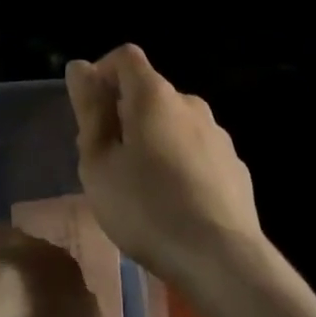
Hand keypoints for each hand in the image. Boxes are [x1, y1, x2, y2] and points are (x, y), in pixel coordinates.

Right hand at [65, 44, 261, 290]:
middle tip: (106, 160)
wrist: (223, 259)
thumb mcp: (99, 163)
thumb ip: (89, 110)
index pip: (125, 57)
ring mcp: (217, 135)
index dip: (103, 72)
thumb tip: (80, 67)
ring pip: (174, 123)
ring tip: (140, 187)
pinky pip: (197, 152)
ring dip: (153, 140)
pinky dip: (180, 164)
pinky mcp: (235, 166)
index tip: (90, 111)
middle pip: (149, 92)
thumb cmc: (147, 208)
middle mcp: (189, 103)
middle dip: (124, 114)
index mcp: (154, 95)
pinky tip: (175, 205)